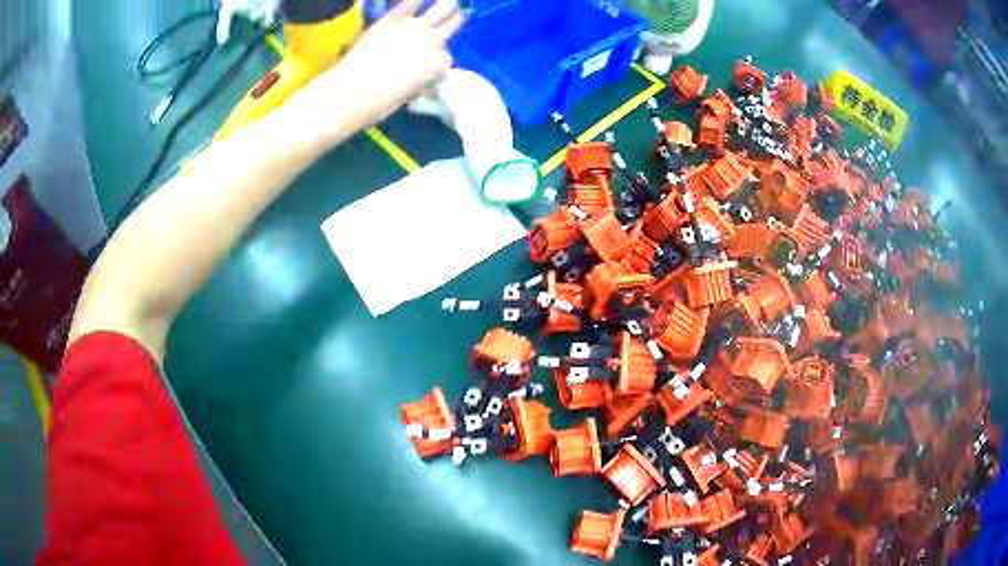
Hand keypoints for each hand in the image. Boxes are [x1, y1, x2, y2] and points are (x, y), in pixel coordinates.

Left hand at [297, 0, 463, 137]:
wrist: (354, 89)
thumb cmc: (380, 103)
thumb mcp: (406, 96)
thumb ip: (416, 83)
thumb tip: (416, 82)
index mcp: (438, 65)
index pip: (446, 58)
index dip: (440, 60)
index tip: (433, 61)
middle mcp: (433, 42)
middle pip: (452, 26)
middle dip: (455, 22)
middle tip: (458, 15)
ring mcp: (415, 27)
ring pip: (442, 8)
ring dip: (447, 5)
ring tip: (450, 2)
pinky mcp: (395, 18)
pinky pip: (411, 1)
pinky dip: (416, 0)